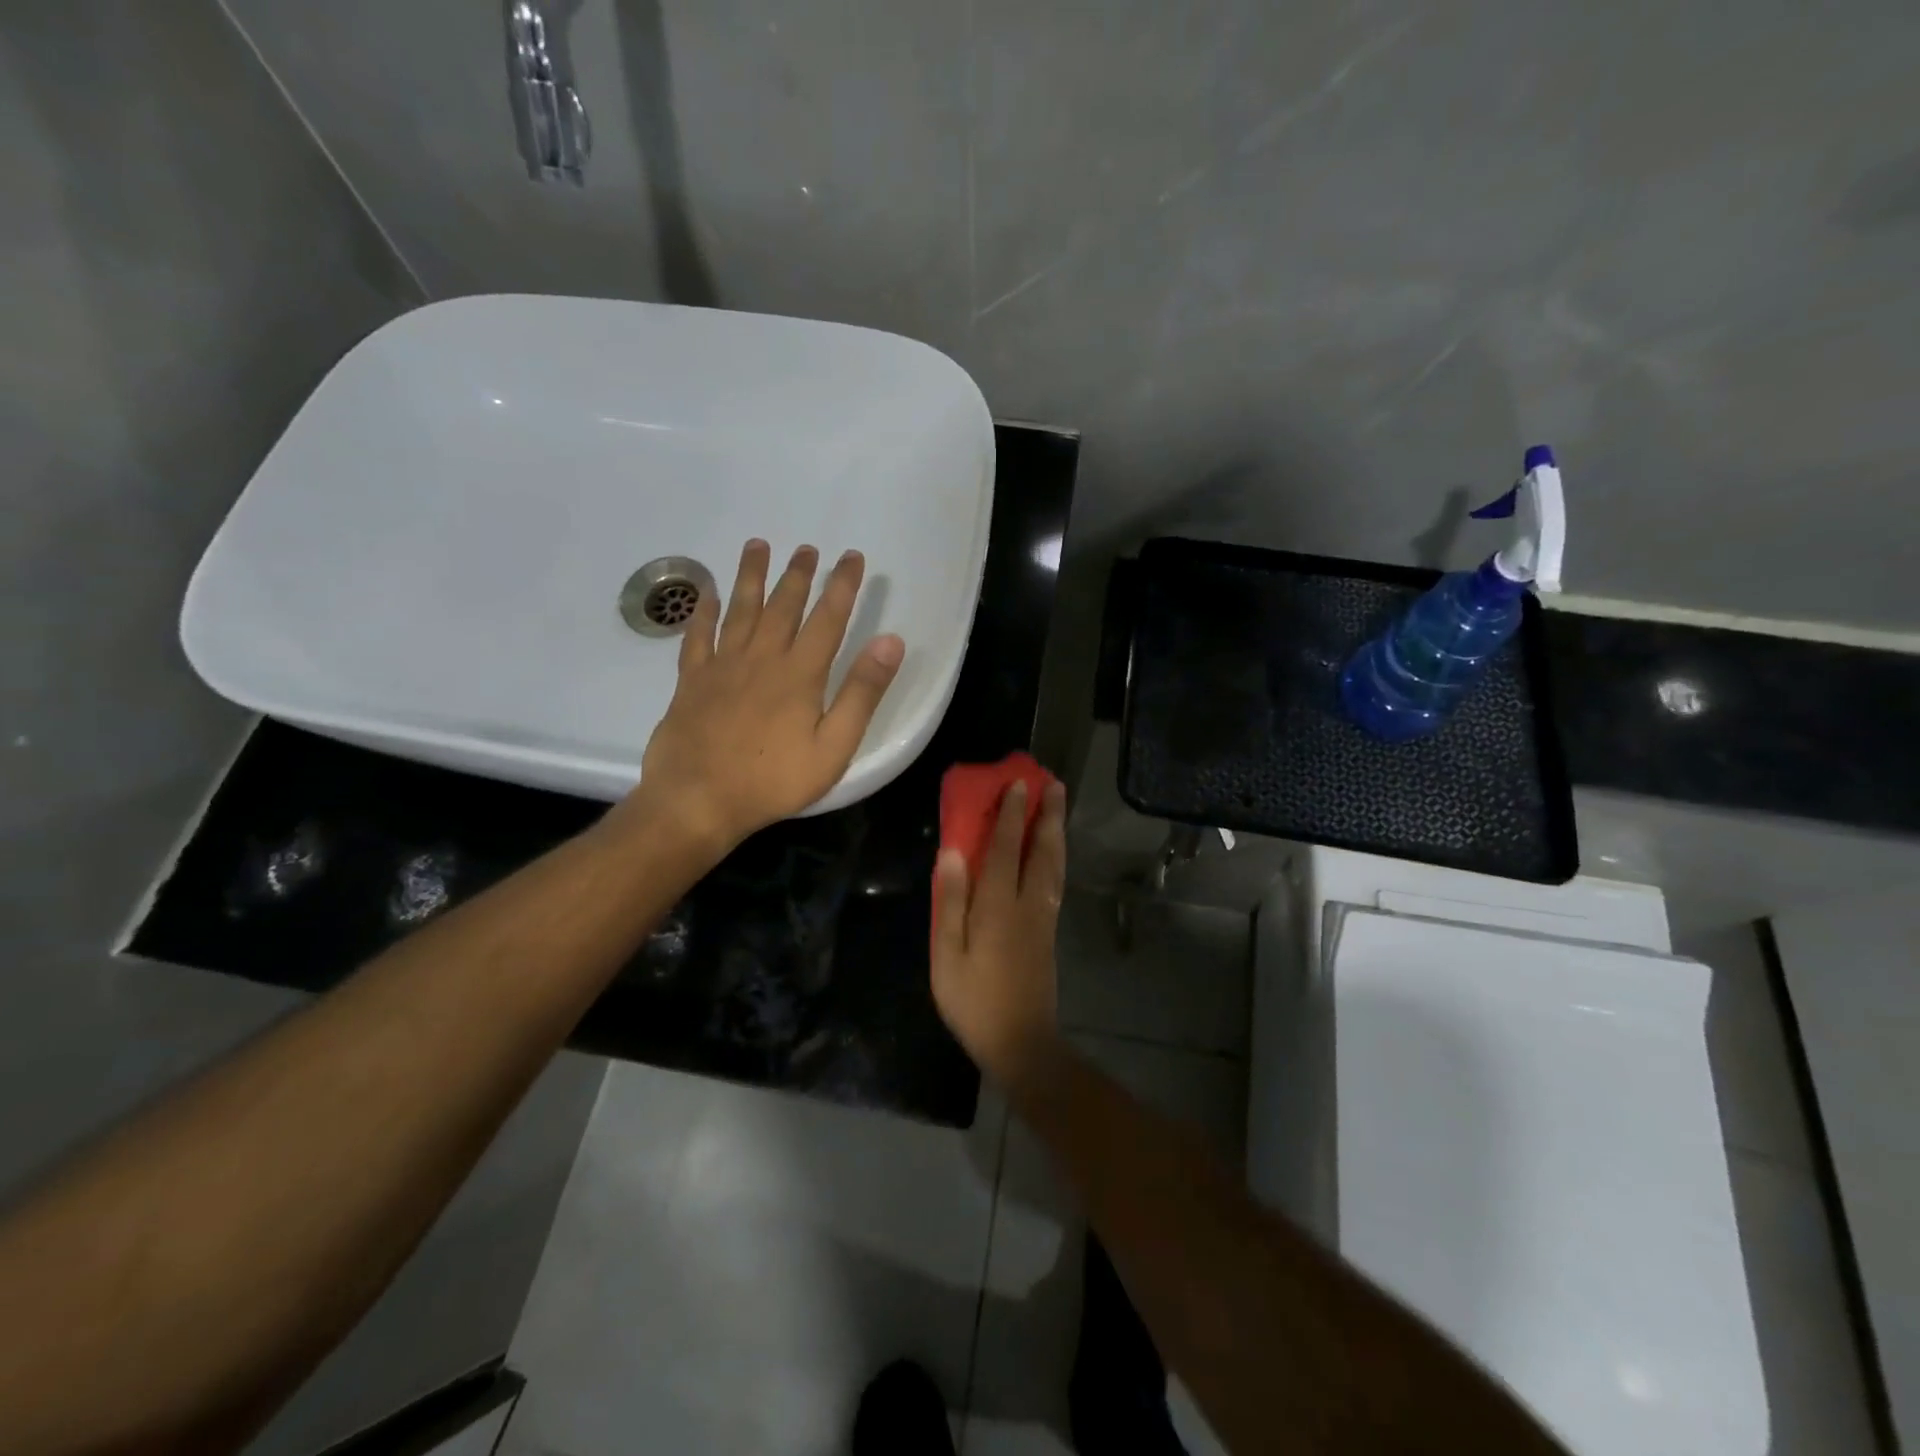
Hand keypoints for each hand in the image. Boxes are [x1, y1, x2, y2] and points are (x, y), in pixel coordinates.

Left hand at [619, 539, 904, 854]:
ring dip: (750, 577)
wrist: (698, 800)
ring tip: (757, 545)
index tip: (852, 557)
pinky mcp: (691, 681)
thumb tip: (890, 642)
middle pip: (783, 606)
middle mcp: (761, 658)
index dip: (842, 585)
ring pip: (740, 610)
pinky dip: (702, 612)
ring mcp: (722, 666)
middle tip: (807, 548)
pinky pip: (697, 636)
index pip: (828, 618)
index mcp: (800, 674)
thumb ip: (862, 693)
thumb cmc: (773, 779)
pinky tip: (707, 594)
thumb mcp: (833, 746)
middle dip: (798, 575)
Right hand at [930, 778, 1068, 1085]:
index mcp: (998, 907)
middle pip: (1040, 850)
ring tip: (1058, 805)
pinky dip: (1056, 856)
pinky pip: (1055, 880)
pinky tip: (1053, 851)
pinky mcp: (1049, 931)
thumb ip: (950, 903)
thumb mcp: (947, 956)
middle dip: (1046, 815)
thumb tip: (951, 853)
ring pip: (1053, 864)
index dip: (1010, 815)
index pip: (1004, 849)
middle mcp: (1027, 904)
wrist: (1021, 1042)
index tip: (1017, 783)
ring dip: (1056, 831)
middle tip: (1053, 783)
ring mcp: (1043, 918)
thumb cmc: (974, 1001)